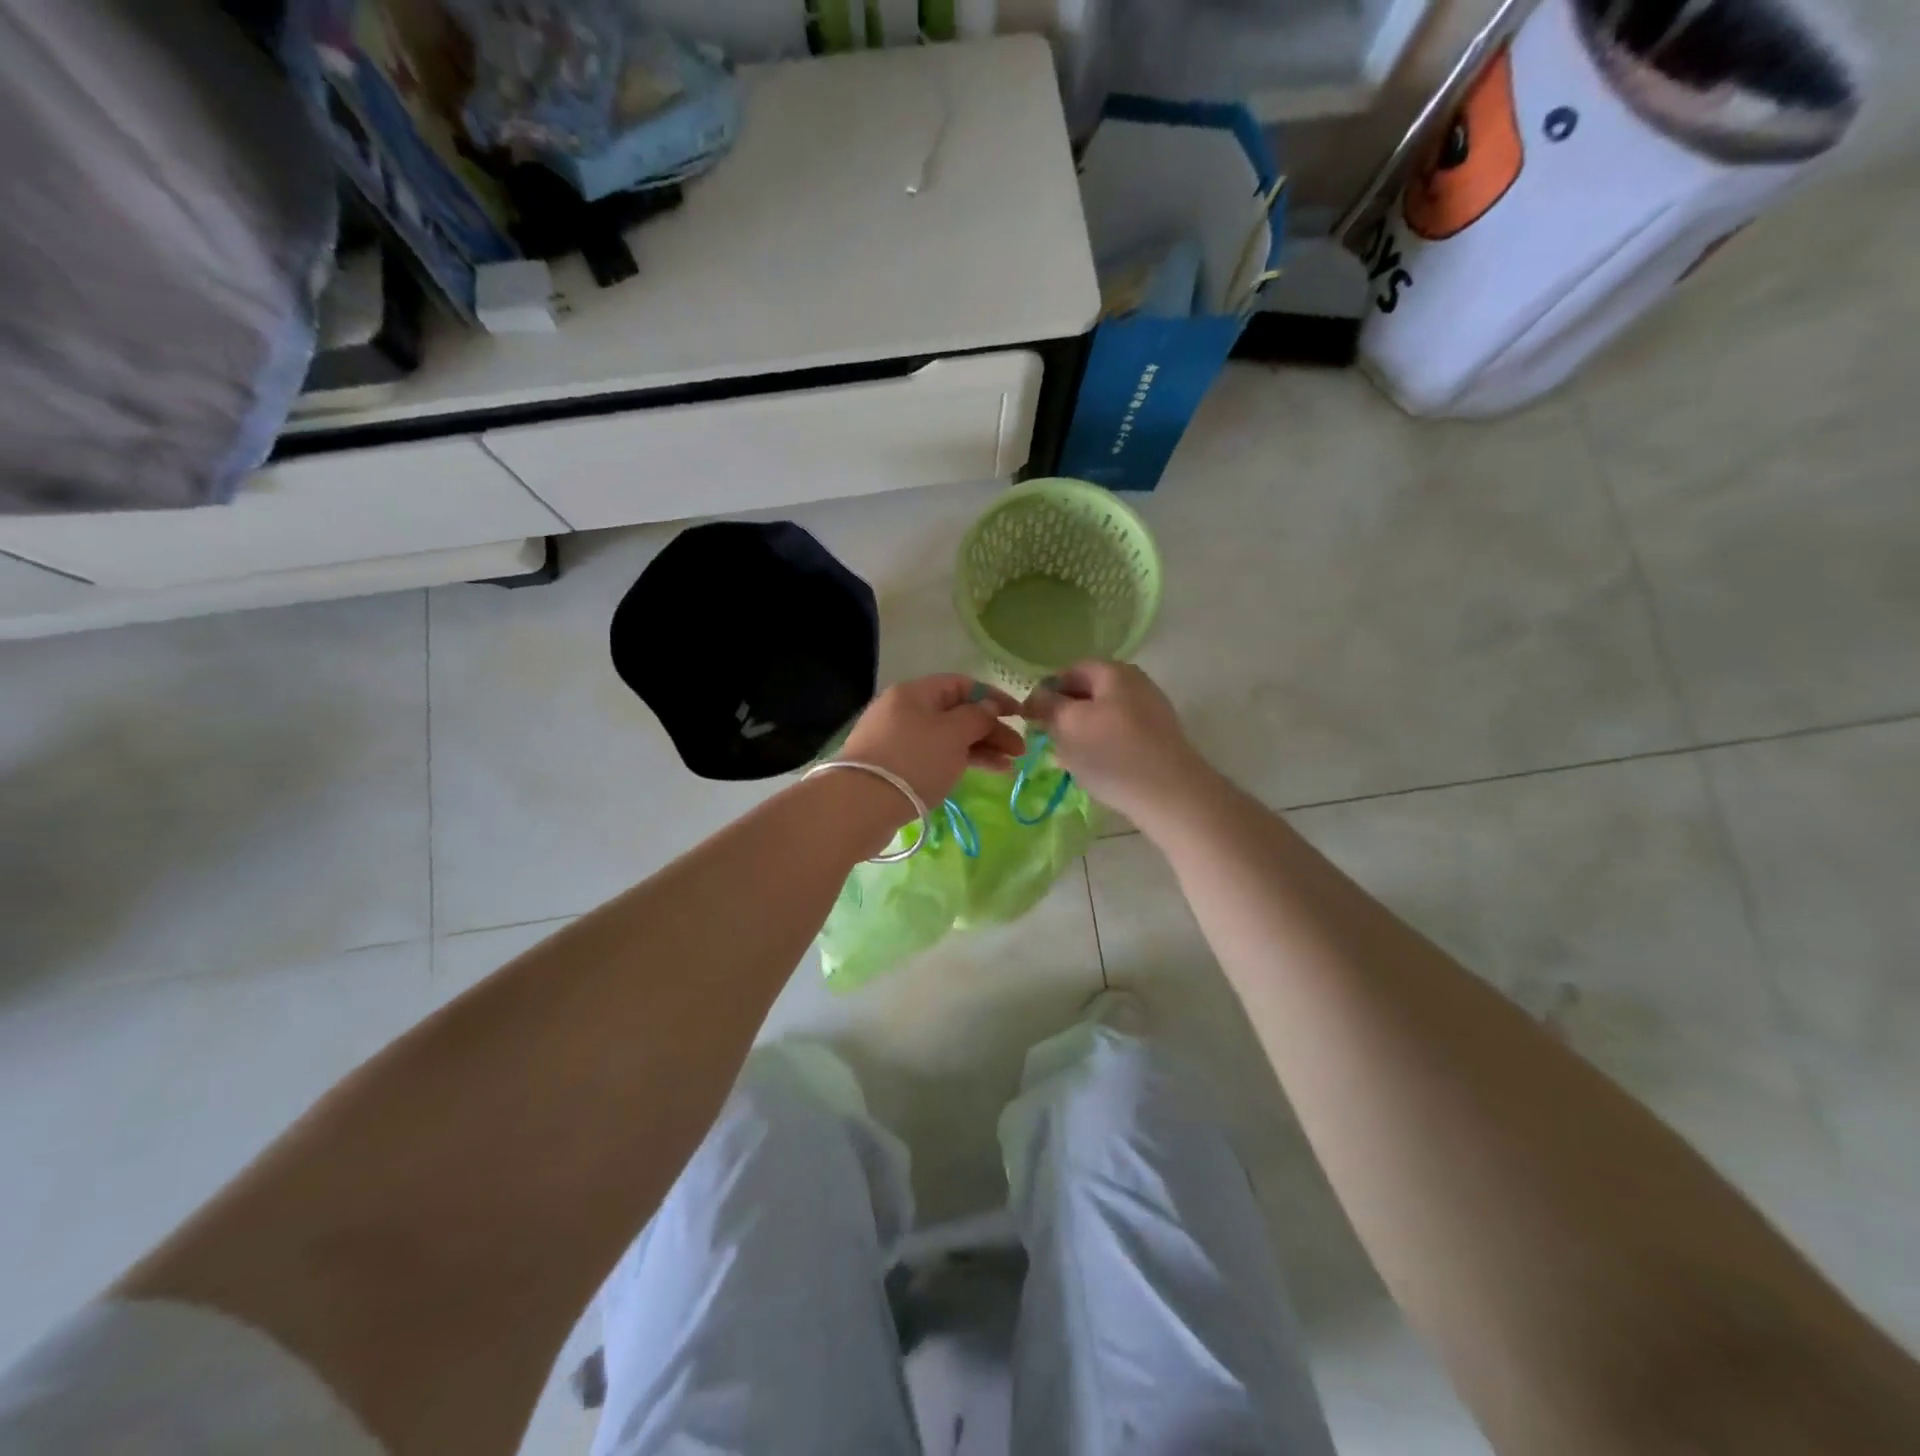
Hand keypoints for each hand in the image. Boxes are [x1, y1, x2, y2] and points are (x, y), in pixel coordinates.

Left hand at [840, 675, 1025, 805]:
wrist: (860, 805)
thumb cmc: (913, 760)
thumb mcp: (953, 734)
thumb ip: (977, 716)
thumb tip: (989, 707)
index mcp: (915, 692)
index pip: (962, 684)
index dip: (994, 698)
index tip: (1020, 716)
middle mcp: (903, 710)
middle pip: (955, 713)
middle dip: (990, 729)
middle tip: (1019, 751)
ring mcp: (896, 740)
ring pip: (946, 738)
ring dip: (979, 749)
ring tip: (1008, 767)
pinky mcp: (893, 767)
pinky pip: (934, 757)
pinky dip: (958, 762)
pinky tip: (980, 773)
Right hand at [1021, 662, 1213, 826]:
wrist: (1169, 794)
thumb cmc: (1112, 753)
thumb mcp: (1068, 724)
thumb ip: (1046, 705)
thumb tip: (1036, 696)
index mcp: (1114, 671)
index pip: (1069, 672)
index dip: (1046, 693)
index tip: (1031, 719)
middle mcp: (1136, 684)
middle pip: (1087, 695)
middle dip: (1063, 717)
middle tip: (1048, 742)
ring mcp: (1150, 712)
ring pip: (1101, 718)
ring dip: (1080, 736)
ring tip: (1069, 761)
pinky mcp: (1156, 740)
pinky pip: (1118, 737)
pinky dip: (1101, 749)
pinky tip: (1095, 771)